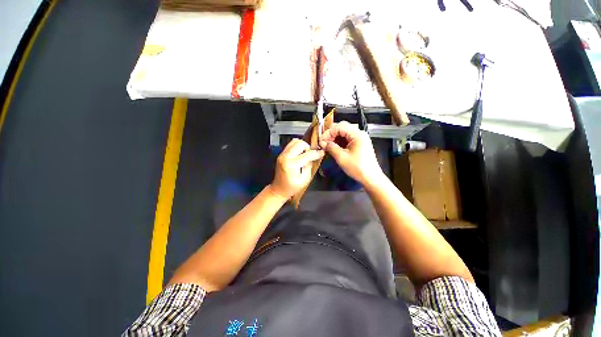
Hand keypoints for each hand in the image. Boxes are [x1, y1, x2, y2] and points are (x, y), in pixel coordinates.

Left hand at [269, 138, 323, 199]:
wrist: (278, 189)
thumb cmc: (292, 187)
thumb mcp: (305, 179)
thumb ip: (309, 166)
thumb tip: (314, 156)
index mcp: (292, 164)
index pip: (307, 154)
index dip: (316, 153)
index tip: (322, 153)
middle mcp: (286, 157)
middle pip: (300, 143)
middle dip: (308, 148)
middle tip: (311, 155)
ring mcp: (282, 154)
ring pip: (295, 141)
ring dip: (302, 146)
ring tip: (305, 154)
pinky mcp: (281, 154)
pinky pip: (290, 145)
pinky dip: (297, 146)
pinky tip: (300, 154)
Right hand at [318, 121, 383, 186]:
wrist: (371, 178)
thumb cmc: (357, 168)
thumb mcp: (341, 157)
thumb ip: (331, 147)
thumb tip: (322, 143)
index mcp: (357, 134)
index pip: (339, 127)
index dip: (328, 133)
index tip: (321, 141)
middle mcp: (359, 133)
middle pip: (342, 128)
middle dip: (331, 135)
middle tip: (323, 143)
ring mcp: (360, 139)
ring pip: (344, 133)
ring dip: (335, 138)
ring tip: (327, 146)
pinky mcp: (360, 144)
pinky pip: (347, 139)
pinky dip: (340, 142)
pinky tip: (334, 148)